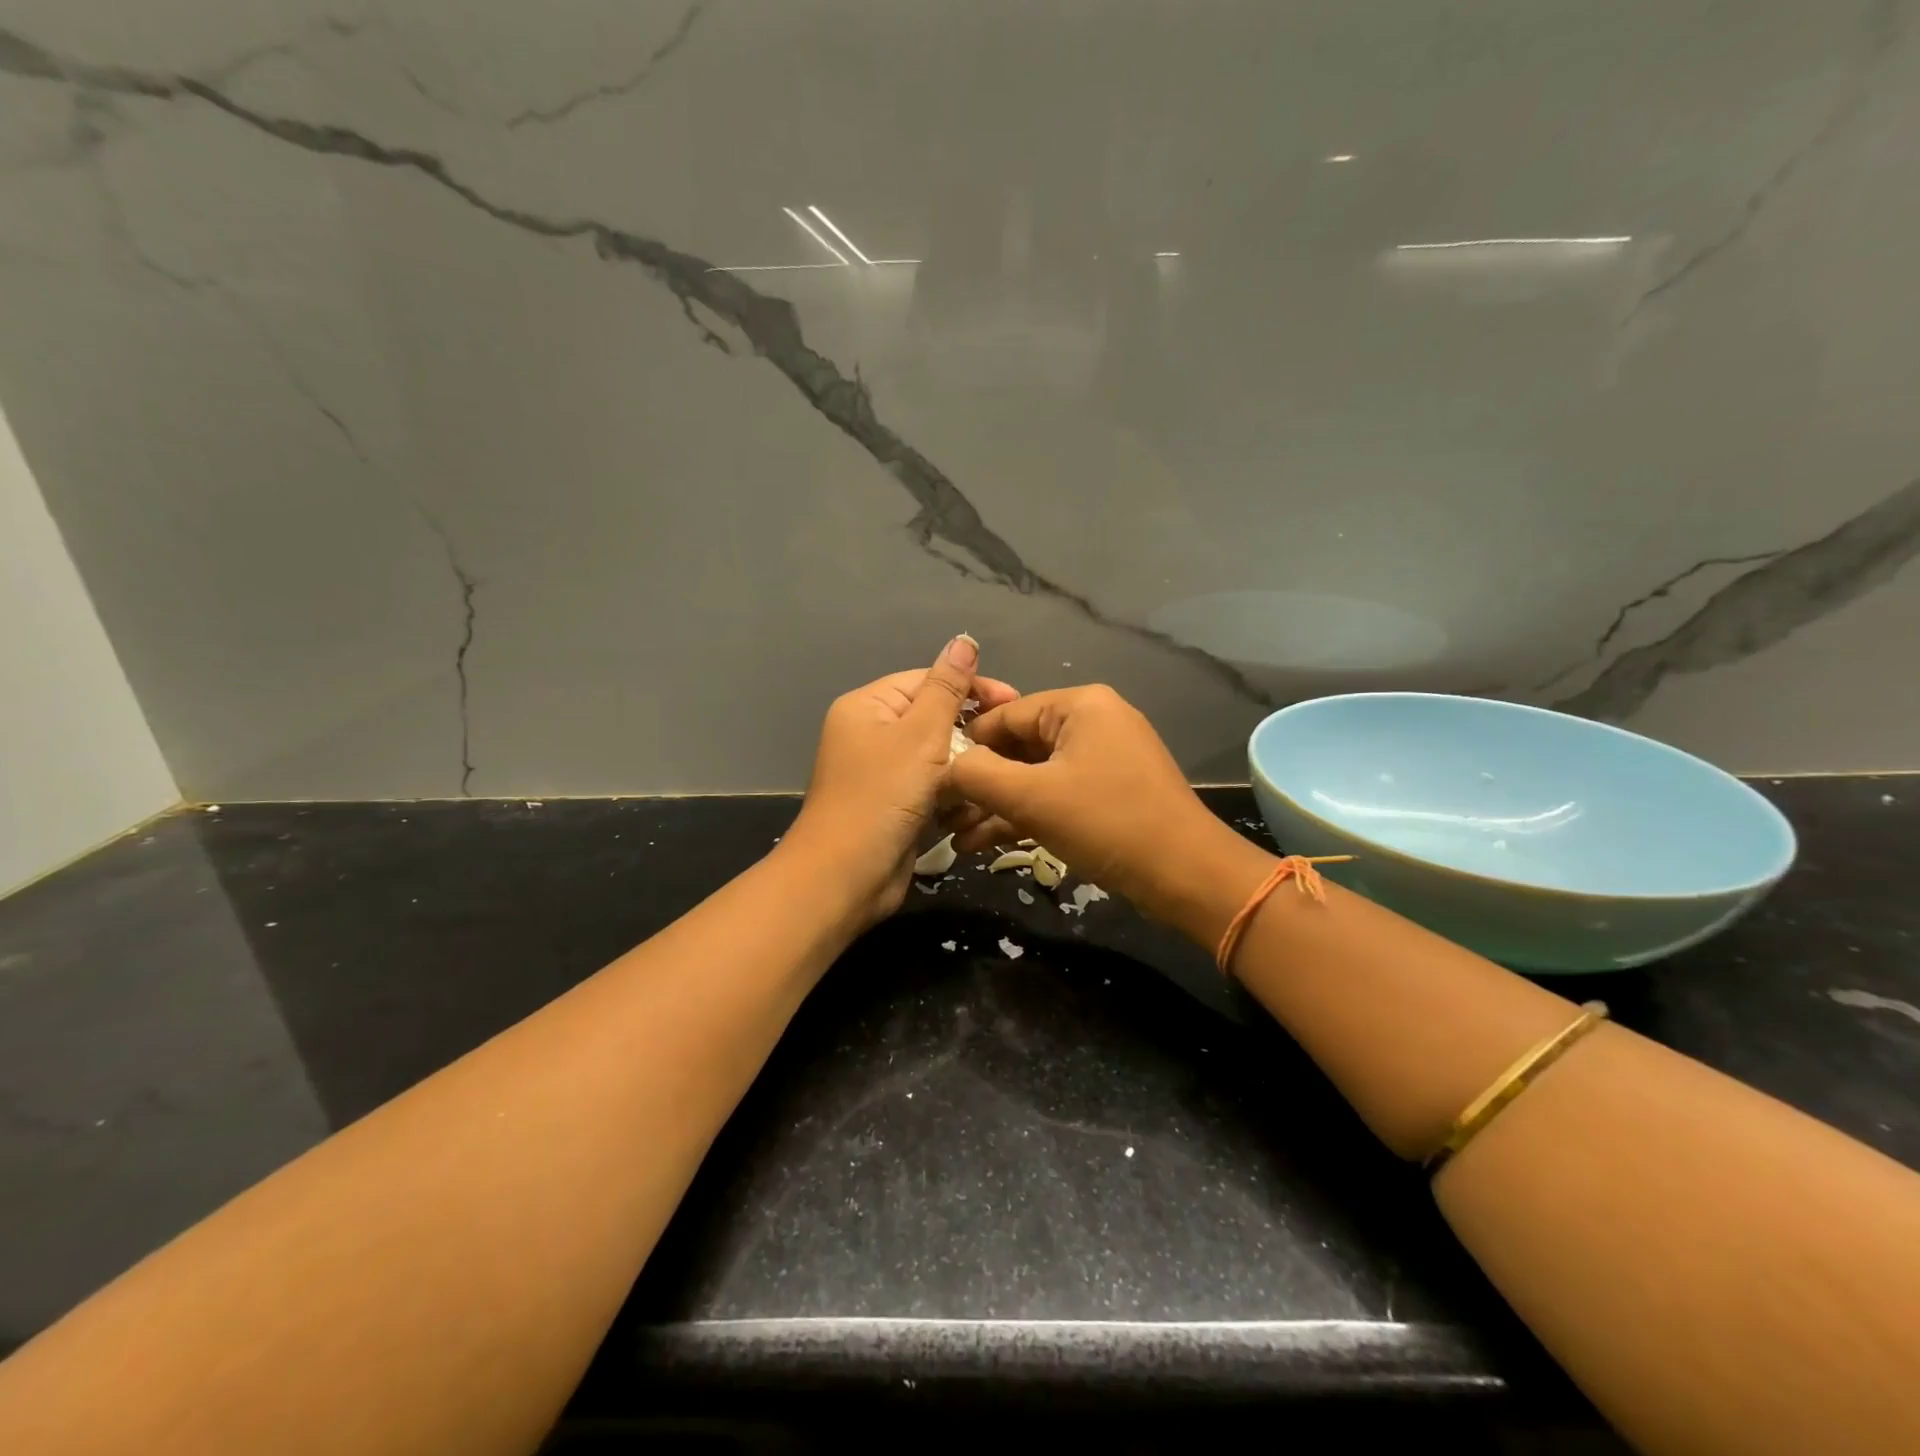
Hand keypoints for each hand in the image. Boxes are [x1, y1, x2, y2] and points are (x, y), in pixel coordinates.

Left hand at [783, 636, 1018, 927]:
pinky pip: (932, 789)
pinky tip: (973, 808)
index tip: (1014, 702)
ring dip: (964, 771)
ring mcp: (882, 773)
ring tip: (994, 781)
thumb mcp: (920, 735)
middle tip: (1010, 749)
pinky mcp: (895, 806)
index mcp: (868, 707)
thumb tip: (964, 639)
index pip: (927, 680)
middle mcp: (871, 734)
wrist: (846, 877)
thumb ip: (947, 688)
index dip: (971, 688)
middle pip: (934, 719)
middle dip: (970, 735)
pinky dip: (952, 797)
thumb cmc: (882, 797)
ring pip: (937, 758)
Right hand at [949, 684, 1267, 933]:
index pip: (1004, 715)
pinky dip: (1025, 815)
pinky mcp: (1110, 792)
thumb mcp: (1031, 797)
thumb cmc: (1106, 822)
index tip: (930, 778)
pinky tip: (984, 843)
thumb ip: (977, 775)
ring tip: (956, 838)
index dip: (965, 746)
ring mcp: (1104, 758)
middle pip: (1018, 746)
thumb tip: (944, 767)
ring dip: (996, 806)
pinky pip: (1056, 794)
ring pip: (1035, 775)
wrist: (1187, 876)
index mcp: (1079, 705)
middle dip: (979, 784)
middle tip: (942, 815)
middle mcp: (1093, 721)